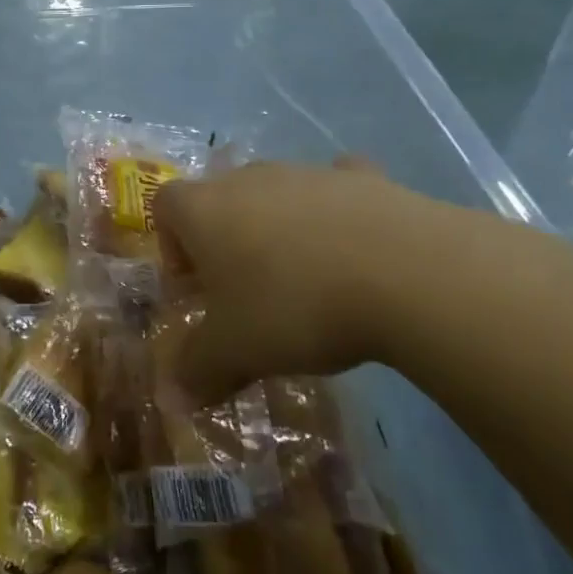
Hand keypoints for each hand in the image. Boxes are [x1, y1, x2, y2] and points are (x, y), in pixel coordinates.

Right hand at [156, 158, 485, 400]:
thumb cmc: (296, 306)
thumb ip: (198, 370)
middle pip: (220, 198)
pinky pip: (337, 188)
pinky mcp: (365, 178)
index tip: (195, 288)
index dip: (171, 245)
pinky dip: (337, 212)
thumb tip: (172, 400)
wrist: (407, 273)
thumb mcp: (237, 352)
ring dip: (278, 227)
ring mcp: (309, 172)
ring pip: (277, 193)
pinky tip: (356, 247)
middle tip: (245, 291)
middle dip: (224, 240)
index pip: (165, 206)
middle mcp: (249, 178)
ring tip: (306, 279)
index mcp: (206, 209)